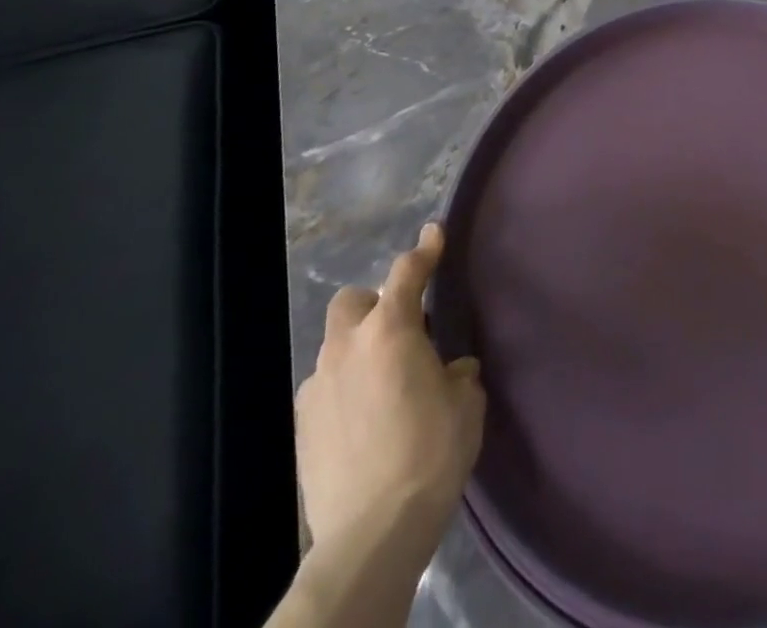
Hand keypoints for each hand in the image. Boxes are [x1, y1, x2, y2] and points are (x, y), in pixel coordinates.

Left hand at [295, 222, 485, 563]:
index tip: (434, 231)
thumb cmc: (430, 453)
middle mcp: (348, 347)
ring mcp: (318, 387)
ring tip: (384, 385)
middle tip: (402, 330)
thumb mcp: (465, 403)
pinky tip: (363, 421)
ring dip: (359, 352)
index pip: (408, 272)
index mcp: (391, 330)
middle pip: (353, 301)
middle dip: (375, 304)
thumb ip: (457, 373)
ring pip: (336, 348)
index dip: (424, 249)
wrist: (371, 534)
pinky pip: (325, 389)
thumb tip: (451, 370)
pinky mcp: (302, 428)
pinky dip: (344, 390)